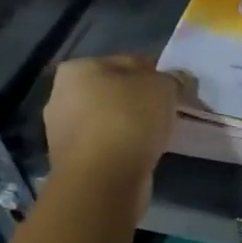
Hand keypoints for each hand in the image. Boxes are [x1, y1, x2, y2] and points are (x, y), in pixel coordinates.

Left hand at [43, 56, 188, 206]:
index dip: (156, 73)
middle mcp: (61, 96)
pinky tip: (142, 153)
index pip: (127, 62)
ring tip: (158, 135)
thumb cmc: (129, 120)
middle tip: (168, 112)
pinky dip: (123, 147)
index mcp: (78, 69)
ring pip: (109, 120)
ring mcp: (62, 131)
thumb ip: (174, 79)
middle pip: (114, 92)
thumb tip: (180, 79)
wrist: (103, 180)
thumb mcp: (163, 88)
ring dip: (131, 125)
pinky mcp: (71, 161)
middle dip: (140, 100)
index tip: (176, 89)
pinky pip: (106, 145)